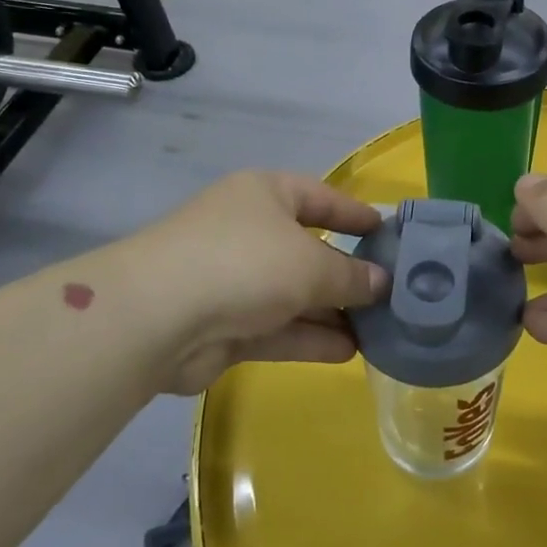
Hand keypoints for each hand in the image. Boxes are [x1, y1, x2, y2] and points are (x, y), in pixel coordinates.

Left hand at [122, 171, 386, 394]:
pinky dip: (309, 337)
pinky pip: (277, 327)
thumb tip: (382, 283)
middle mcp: (249, 230)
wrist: (156, 317)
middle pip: (308, 249)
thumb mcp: (310, 264)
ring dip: (332, 312)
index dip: (355, 213)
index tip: (388, 232)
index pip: (321, 197)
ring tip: (378, 330)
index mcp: (265, 194)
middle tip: (390, 294)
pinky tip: (348, 352)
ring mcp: (233, 279)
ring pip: (294, 294)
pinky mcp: (224, 325)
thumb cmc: (245, 262)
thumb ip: (350, 276)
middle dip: (347, 274)